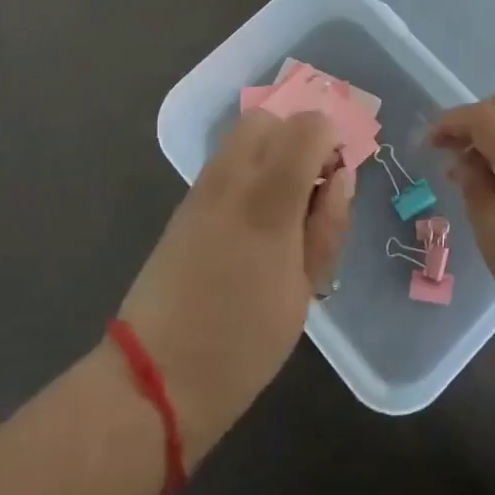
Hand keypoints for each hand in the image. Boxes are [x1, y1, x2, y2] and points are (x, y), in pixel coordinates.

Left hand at [116, 111, 353, 466]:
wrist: (155, 376)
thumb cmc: (243, 341)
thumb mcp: (304, 290)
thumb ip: (327, 224)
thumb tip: (340, 177)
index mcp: (269, 198)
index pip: (308, 126)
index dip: (331, 141)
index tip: (335, 181)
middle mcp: (232, 177)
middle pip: (271, 118)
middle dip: (298, 139)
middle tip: (309, 190)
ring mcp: (202, 187)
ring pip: (244, 136)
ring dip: (272, 153)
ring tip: (283, 208)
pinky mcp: (185, 203)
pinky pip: (226, 162)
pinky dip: (249, 170)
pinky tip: (253, 222)